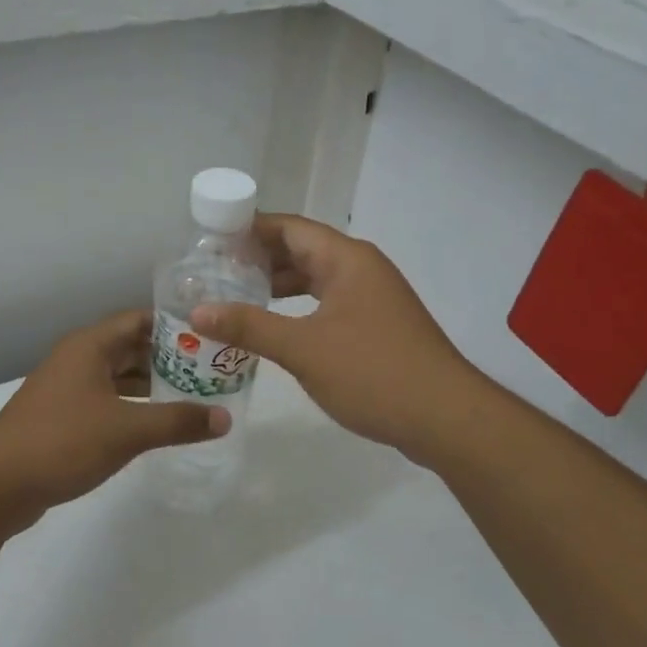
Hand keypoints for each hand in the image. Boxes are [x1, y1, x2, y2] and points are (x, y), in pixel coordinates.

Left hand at [0, 309, 228, 525]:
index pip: (139, 320)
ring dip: (150, 384)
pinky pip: (106, 401)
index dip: (174, 325)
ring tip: (192, 395)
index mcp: (89, 346)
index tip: (209, 335)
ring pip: (118, 376)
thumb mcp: (126, 431)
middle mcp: (77, 359)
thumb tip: (224, 417)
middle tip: (210, 369)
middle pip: (130, 347)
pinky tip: (154, 424)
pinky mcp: (61, 417)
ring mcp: (67, 389)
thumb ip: (177, 422)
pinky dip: (131, 406)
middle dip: (168, 357)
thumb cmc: (62, 441)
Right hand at [189, 215, 478, 457]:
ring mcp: (372, 297)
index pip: (290, 227)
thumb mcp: (303, 349)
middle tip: (214, 271)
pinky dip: (298, 308)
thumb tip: (198, 311)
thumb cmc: (373, 373)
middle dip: (258, 258)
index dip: (249, 229)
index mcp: (346, 259)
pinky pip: (327, 303)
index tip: (210, 239)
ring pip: (315, 279)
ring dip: (277, 285)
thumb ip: (249, 327)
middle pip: (302, 250)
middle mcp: (360, 268)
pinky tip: (275, 327)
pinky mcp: (376, 325)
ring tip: (234, 296)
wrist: (447, 419)